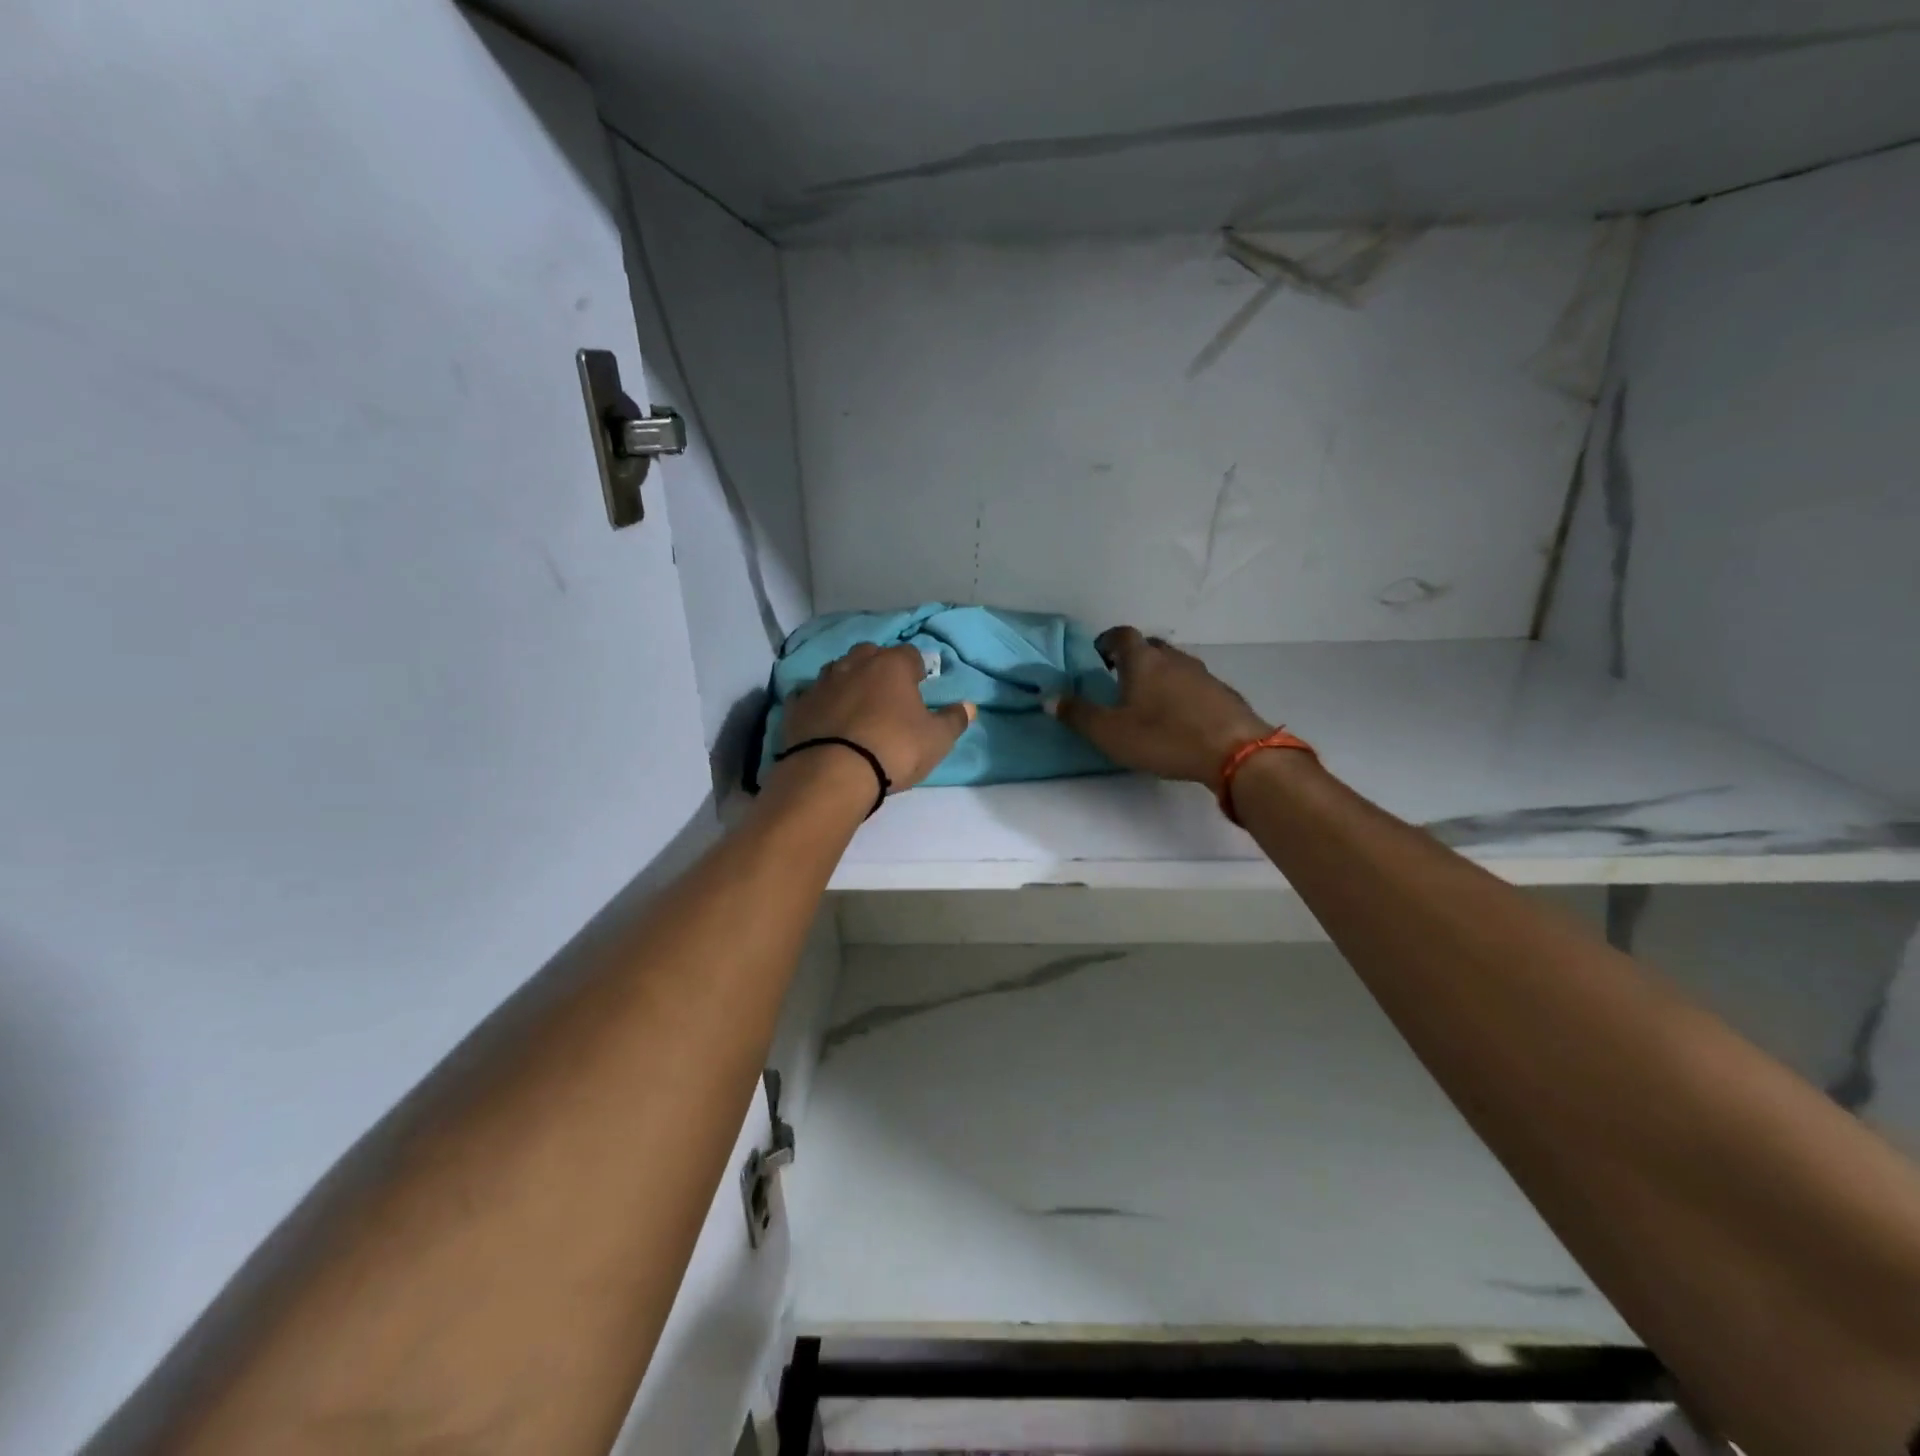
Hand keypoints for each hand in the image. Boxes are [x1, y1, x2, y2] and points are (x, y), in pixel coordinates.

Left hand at [780, 644, 974, 792]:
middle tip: (887, 694)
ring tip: (856, 706)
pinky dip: (819, 703)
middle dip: (879, 668)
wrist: (833, 773)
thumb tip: (968, 706)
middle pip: (870, 654)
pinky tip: (824, 720)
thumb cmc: (894, 749)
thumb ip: (954, 720)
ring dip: (848, 682)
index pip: (910, 654)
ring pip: (838, 670)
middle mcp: (854, 664)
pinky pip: (810, 696)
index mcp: (891, 666)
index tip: (920, 687)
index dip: (917, 669)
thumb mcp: (937, 740)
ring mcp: (822, 683)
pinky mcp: (797, 705)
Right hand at [1050, 626, 1270, 787]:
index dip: (1106, 641)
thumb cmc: (1164, 737)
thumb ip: (1077, 714)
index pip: (1121, 635)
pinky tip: (1179, 716)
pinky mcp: (1221, 693)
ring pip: (1173, 664)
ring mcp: (1201, 673)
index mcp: (1142, 660)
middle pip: (1149, 646)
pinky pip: (1193, 683)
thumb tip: (1049, 697)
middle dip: (1132, 657)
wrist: (1233, 751)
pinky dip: (1180, 691)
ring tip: (1148, 700)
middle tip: (1119, 678)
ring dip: (1158, 674)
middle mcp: (1172, 658)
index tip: (1098, 656)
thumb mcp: (1110, 732)